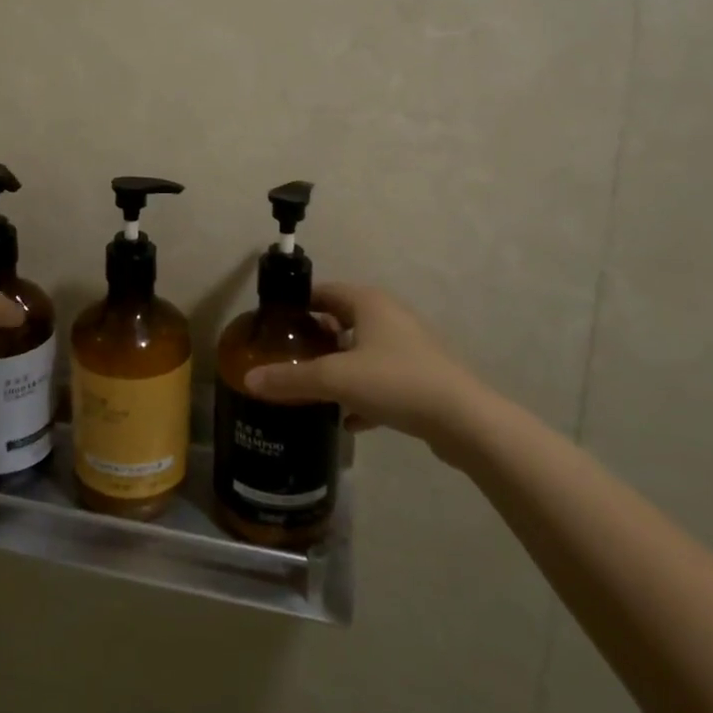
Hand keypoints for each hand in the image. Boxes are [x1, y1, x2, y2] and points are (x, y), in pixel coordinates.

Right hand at [243, 284, 497, 466]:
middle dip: (315, 338)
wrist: (464, 420)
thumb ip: (290, 379)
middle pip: (342, 320)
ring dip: (339, 366)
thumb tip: (248, 379)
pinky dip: (363, 393)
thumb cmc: (396, 381)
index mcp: (368, 302)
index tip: (274, 327)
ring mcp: (409, 346)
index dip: (297, 306)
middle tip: (288, 357)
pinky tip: (348, 420)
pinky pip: (381, 378)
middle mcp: (389, 316)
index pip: (323, 292)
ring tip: (312, 387)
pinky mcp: (421, 376)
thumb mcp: (335, 379)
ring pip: (362, 350)